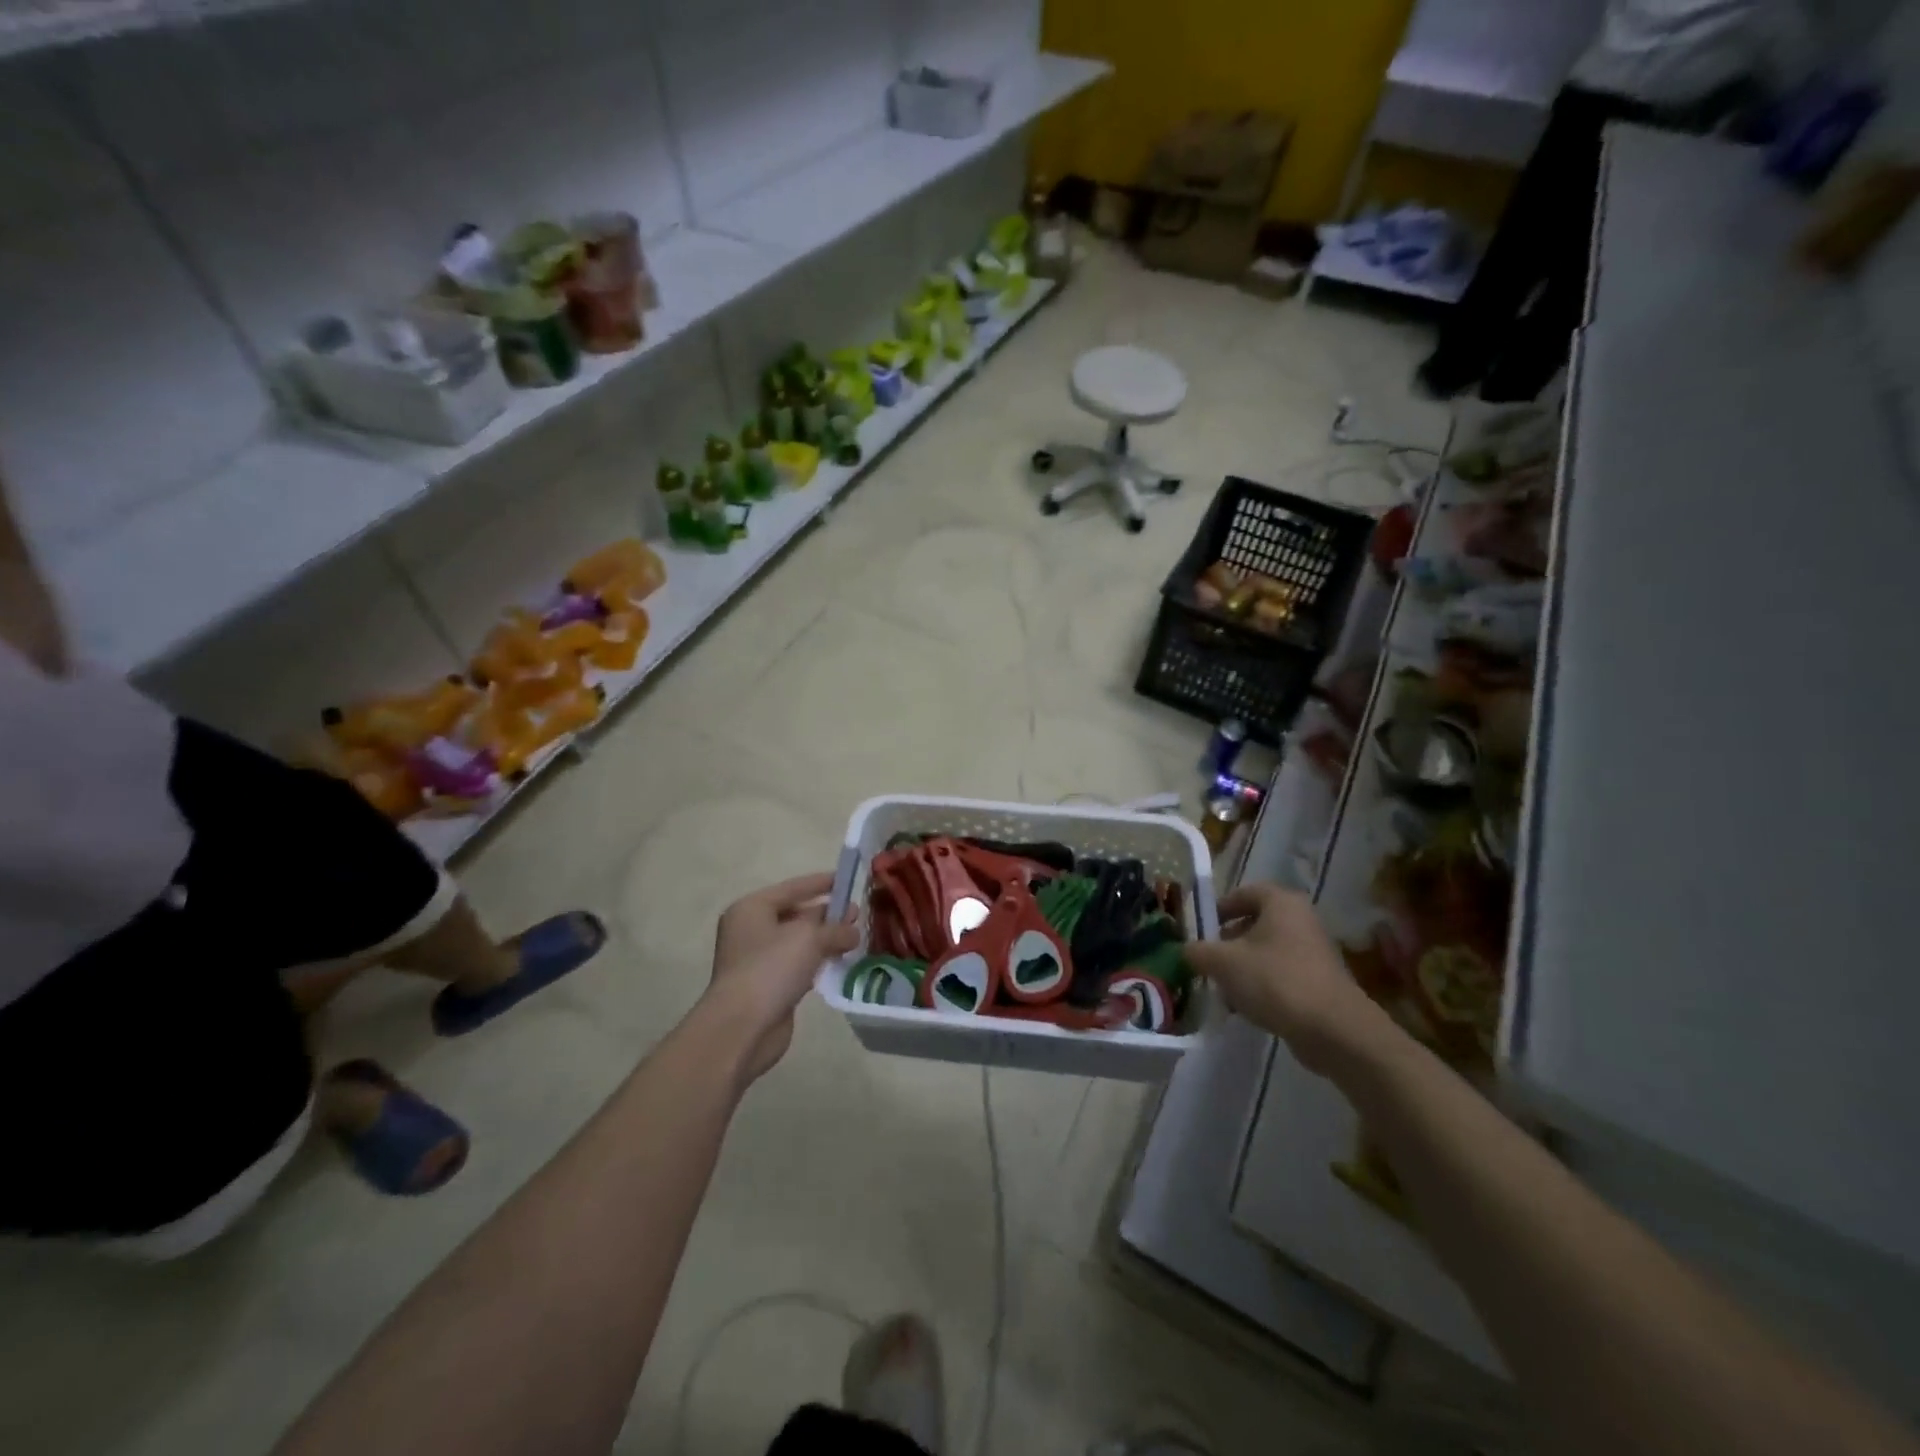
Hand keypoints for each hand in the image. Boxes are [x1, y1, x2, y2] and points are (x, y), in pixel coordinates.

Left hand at [705, 872, 858, 1083]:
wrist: (742, 1027)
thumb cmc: (771, 968)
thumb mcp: (809, 938)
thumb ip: (836, 929)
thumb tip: (854, 932)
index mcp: (752, 908)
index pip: (793, 887)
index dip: (822, 883)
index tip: (848, 880)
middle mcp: (751, 930)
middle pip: (795, 914)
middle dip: (827, 914)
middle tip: (857, 914)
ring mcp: (758, 959)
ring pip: (798, 941)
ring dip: (825, 940)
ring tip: (855, 938)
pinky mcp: (768, 985)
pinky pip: (798, 965)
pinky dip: (817, 962)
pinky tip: (840, 962)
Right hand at [1185, 884, 1378, 1074]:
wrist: (1334, 1030)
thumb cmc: (1275, 981)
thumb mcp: (1223, 963)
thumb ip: (1197, 951)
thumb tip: (1185, 950)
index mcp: (1280, 902)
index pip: (1243, 893)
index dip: (1218, 909)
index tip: (1201, 931)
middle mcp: (1301, 919)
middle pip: (1254, 923)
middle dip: (1228, 942)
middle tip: (1208, 961)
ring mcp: (1314, 951)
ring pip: (1267, 951)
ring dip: (1243, 967)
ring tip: (1224, 989)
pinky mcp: (1320, 981)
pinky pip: (1282, 974)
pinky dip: (1262, 985)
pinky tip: (1247, 1007)